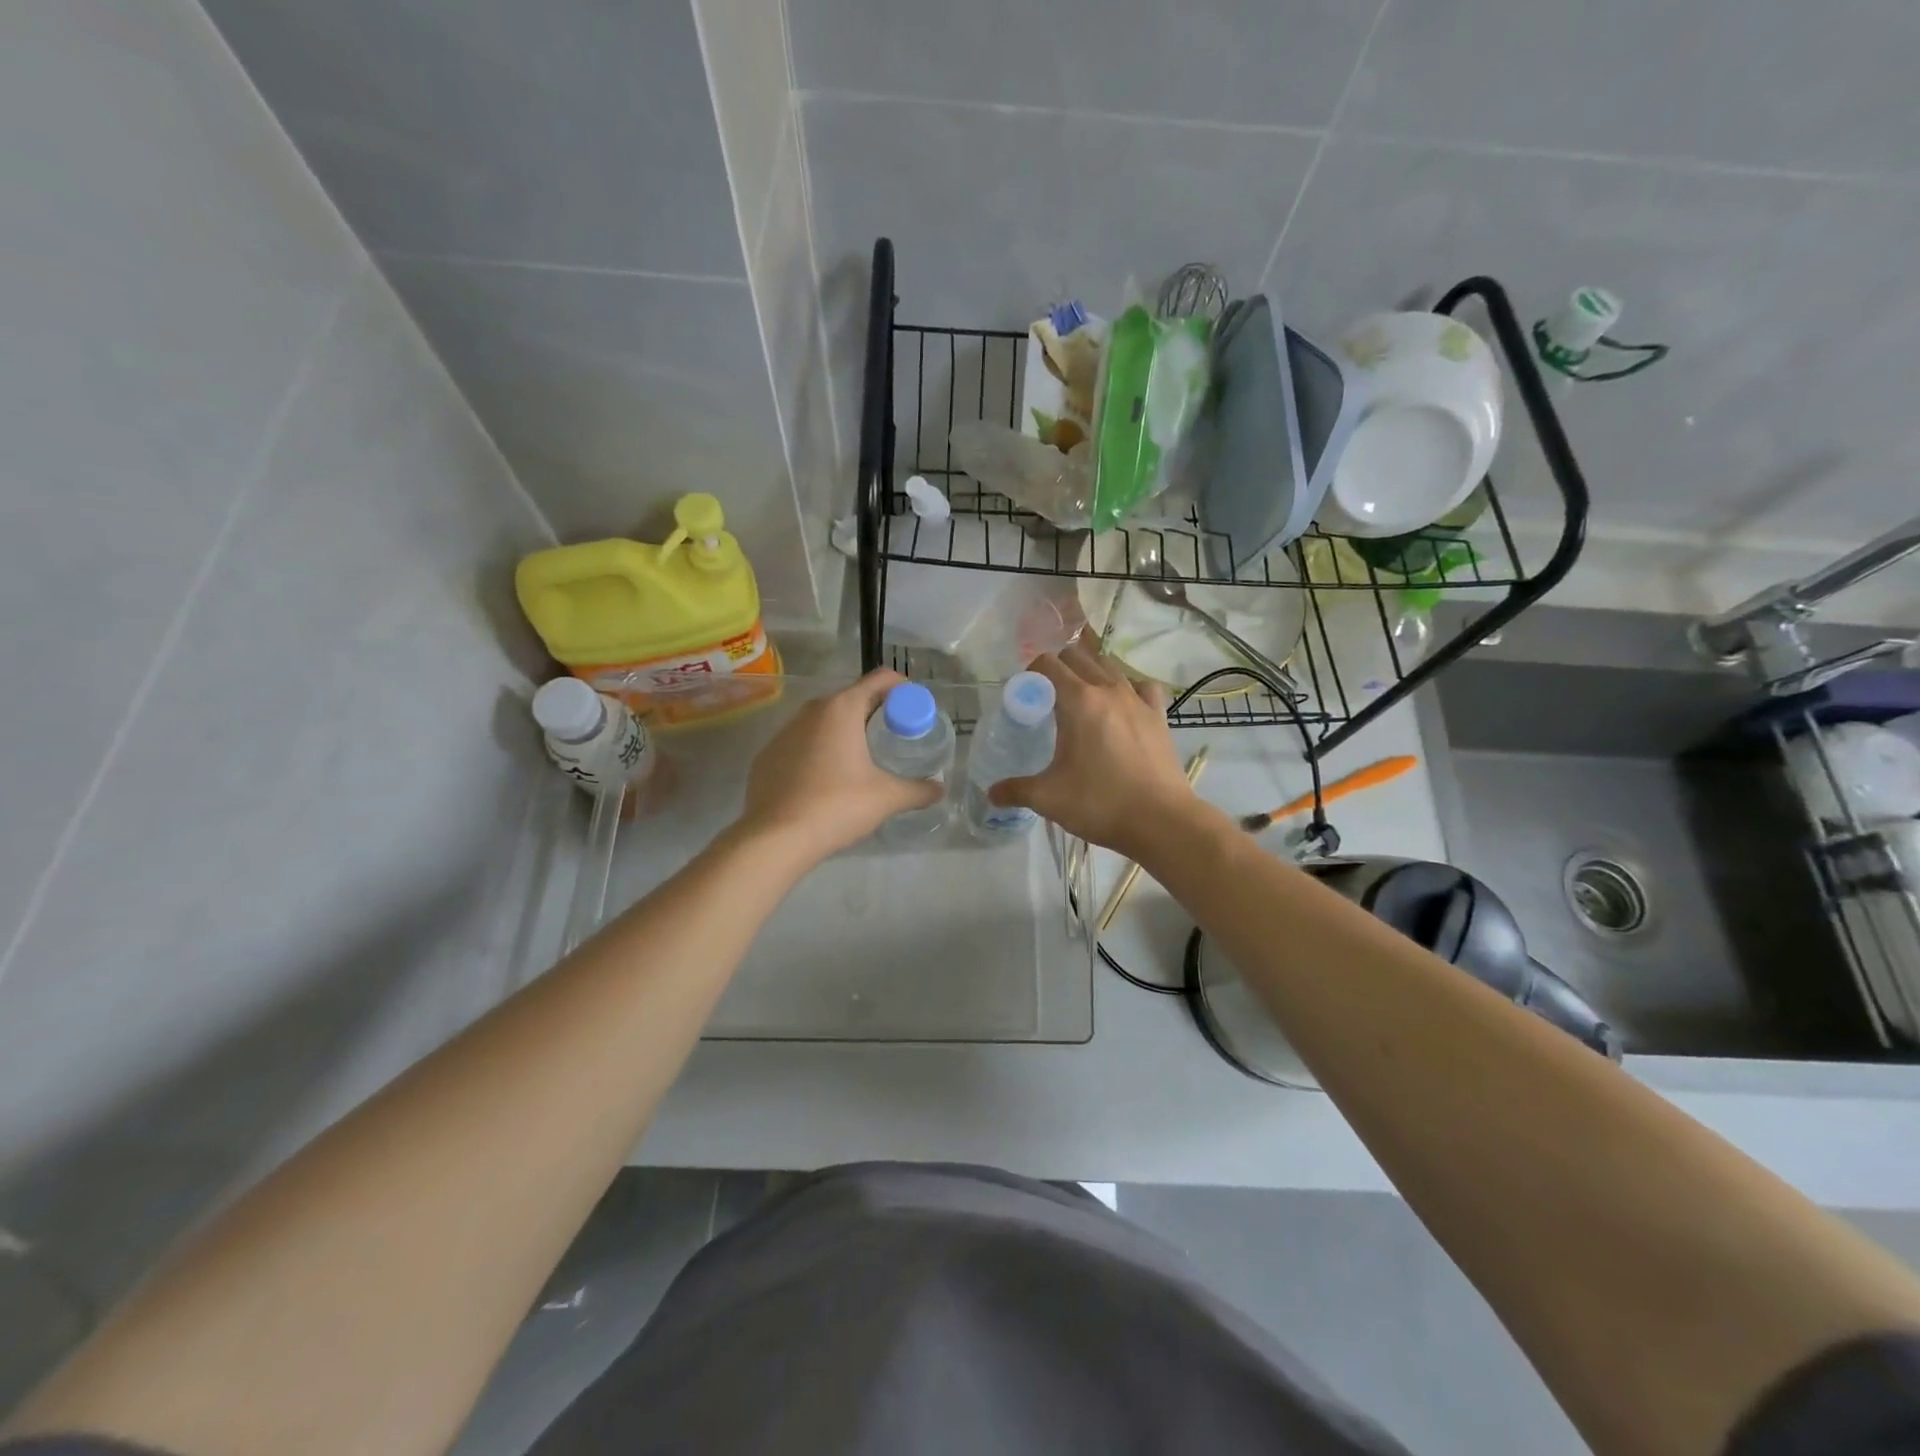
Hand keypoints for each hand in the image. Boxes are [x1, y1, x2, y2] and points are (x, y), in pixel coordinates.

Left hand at [735, 669, 942, 865]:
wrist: (775, 838)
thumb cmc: (837, 806)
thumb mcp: (887, 798)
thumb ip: (918, 790)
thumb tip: (939, 789)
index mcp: (842, 709)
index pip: (880, 679)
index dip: (902, 690)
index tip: (914, 712)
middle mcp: (811, 710)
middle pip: (852, 699)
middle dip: (875, 714)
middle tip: (893, 740)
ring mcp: (784, 732)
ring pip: (823, 722)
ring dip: (845, 733)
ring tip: (862, 762)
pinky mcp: (767, 756)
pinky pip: (801, 744)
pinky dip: (818, 753)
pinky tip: (826, 782)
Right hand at [987, 643, 1193, 856]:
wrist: (1161, 821)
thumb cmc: (1100, 803)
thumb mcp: (1049, 798)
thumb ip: (1015, 790)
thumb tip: (991, 793)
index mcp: (1079, 701)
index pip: (1048, 664)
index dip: (1031, 673)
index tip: (1026, 694)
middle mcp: (1109, 690)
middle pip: (1078, 656)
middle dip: (1058, 668)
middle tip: (1047, 697)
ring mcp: (1138, 700)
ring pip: (1110, 665)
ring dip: (1091, 672)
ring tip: (1081, 699)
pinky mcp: (1159, 715)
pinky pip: (1141, 686)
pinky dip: (1128, 687)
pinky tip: (1122, 706)